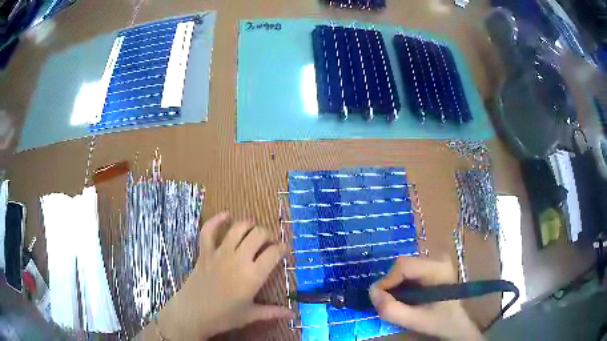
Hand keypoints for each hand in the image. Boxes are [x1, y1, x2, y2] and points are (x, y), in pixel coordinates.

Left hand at [156, 213, 290, 339]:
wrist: (192, 313)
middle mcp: (238, 259)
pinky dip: (217, 220)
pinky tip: (225, 215)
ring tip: (254, 229)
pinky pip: (209, 230)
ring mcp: (220, 253)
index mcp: (253, 275)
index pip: (274, 253)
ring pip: (238, 228)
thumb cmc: (223, 317)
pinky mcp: (205, 251)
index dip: (282, 248)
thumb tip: (292, 315)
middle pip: (258, 234)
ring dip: (249, 225)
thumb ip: (272, 312)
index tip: (284, 250)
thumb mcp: (250, 315)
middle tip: (269, 243)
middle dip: (268, 235)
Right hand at [369, 256, 482, 340]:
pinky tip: (406, 296)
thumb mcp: (413, 321)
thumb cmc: (438, 322)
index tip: (380, 300)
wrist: (455, 323)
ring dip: (395, 284)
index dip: (386, 281)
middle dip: (391, 284)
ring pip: (404, 267)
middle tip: (389, 303)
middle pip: (402, 265)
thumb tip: (371, 291)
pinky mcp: (432, 266)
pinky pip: (409, 270)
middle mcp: (437, 258)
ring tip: (399, 301)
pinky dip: (401, 283)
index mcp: (438, 268)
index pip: (403, 265)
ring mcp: (435, 260)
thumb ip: (390, 309)